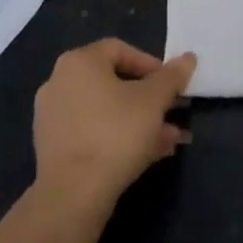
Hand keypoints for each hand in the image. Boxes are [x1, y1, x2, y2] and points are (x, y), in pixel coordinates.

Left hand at [33, 39, 195, 216]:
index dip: (151, 64)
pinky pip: (93, 131)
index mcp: (79, 62)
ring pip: (106, 111)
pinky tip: (148, 154)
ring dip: (140, 120)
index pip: (120, 49)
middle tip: (173, 112)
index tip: (171, 84)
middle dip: (150, 98)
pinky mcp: (53, 147)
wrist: (73, 193)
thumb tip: (188, 58)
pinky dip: (119, 136)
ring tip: (170, 139)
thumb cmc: (116, 133)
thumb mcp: (154, 100)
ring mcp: (53, 117)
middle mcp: (60, 83)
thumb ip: (172, 76)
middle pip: (114, 82)